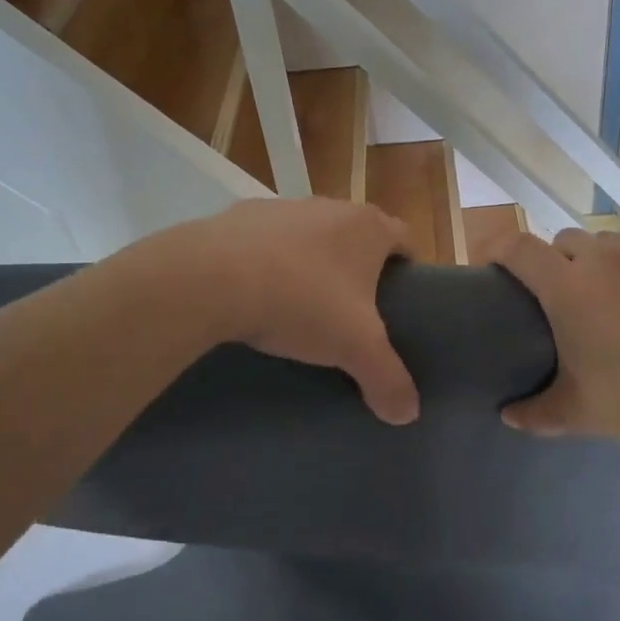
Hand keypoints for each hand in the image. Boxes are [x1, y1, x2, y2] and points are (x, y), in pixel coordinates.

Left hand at [172, 198, 419, 423]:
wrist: (211, 278)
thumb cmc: (302, 302)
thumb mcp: (355, 348)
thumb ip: (387, 379)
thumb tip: (408, 414)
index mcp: (368, 227)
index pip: (404, 239)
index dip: (406, 267)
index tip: (402, 297)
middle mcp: (330, 206)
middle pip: (355, 234)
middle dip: (357, 267)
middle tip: (353, 310)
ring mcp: (282, 207)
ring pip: (309, 235)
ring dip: (310, 262)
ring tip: (299, 305)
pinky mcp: (239, 216)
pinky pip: (264, 242)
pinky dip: (266, 262)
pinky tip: (254, 295)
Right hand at [496, 228, 619, 456]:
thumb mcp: (580, 413)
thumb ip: (536, 412)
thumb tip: (507, 416)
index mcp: (568, 288)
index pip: (518, 247)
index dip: (497, 248)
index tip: (492, 264)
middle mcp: (605, 258)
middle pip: (565, 241)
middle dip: (558, 262)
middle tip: (568, 299)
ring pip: (612, 244)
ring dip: (604, 265)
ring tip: (619, 300)